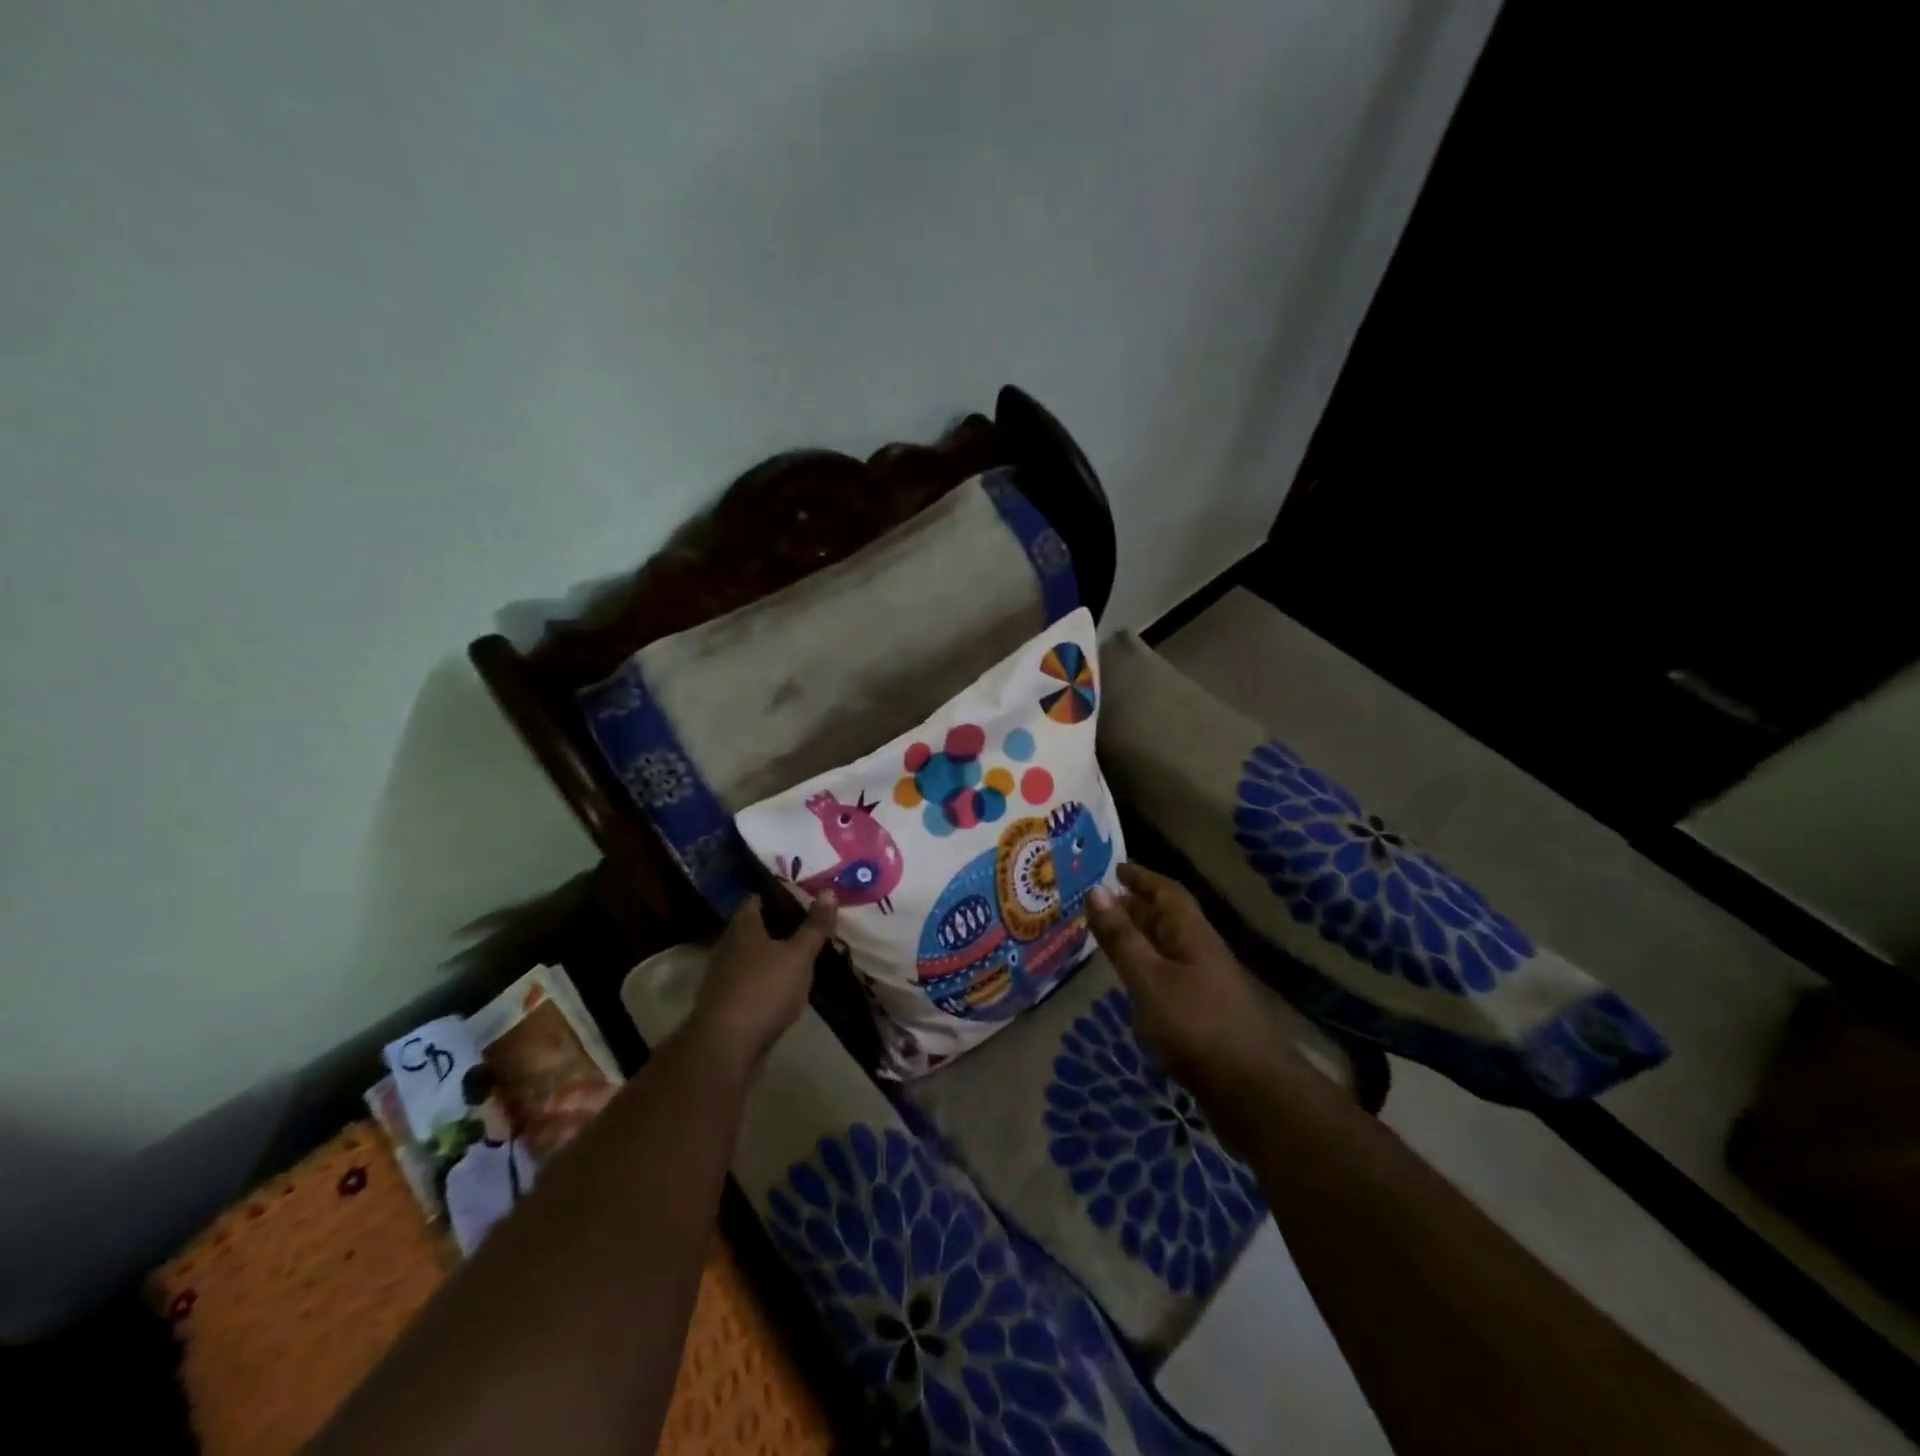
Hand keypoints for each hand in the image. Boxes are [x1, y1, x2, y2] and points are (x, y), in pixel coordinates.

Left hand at [686, 893, 836, 1073]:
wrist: (726, 1047)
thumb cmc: (764, 990)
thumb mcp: (798, 956)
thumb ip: (814, 927)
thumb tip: (829, 891)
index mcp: (743, 928)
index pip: (755, 900)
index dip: (775, 894)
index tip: (798, 894)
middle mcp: (727, 948)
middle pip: (751, 929)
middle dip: (774, 926)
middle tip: (805, 923)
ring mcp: (722, 979)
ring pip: (749, 958)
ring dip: (769, 956)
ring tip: (798, 956)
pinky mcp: (724, 1006)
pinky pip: (748, 983)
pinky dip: (764, 981)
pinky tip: (783, 988)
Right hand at [1086, 864, 1304, 1096]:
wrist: (1253, 1093)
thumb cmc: (1196, 1026)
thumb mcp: (1149, 979)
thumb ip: (1121, 938)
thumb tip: (1097, 891)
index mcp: (1193, 935)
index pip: (1168, 893)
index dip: (1143, 877)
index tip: (1116, 868)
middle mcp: (1203, 953)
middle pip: (1170, 919)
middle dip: (1138, 906)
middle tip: (1104, 902)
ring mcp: (1208, 985)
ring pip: (1170, 949)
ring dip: (1143, 938)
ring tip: (1112, 937)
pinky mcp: (1207, 1015)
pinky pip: (1171, 976)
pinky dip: (1149, 969)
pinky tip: (1135, 984)